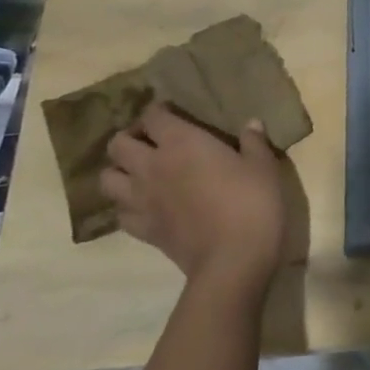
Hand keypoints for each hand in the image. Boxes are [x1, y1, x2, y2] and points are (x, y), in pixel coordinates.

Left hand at [101, 101, 287, 300]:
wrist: (233, 259)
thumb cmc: (252, 203)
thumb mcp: (263, 166)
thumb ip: (253, 142)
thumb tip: (251, 124)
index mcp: (181, 142)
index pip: (153, 115)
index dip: (159, 110)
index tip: (173, 112)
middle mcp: (152, 166)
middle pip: (118, 144)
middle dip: (130, 138)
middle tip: (152, 142)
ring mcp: (142, 201)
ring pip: (107, 179)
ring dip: (120, 171)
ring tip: (141, 172)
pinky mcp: (143, 230)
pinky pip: (120, 213)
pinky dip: (127, 206)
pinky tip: (146, 205)